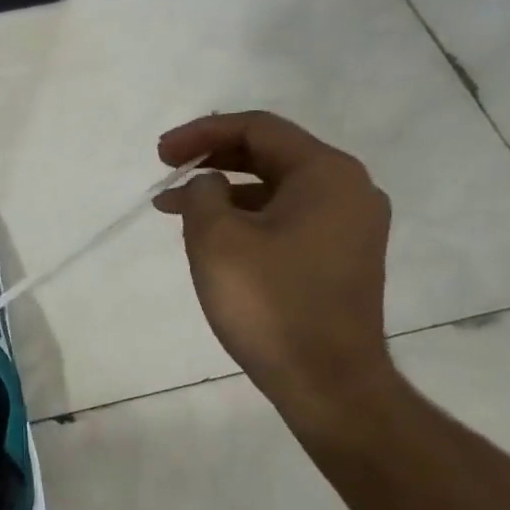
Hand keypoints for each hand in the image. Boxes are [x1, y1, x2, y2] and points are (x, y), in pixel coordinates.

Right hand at [156, 111, 395, 426]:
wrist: (327, 381)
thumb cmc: (269, 302)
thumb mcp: (217, 238)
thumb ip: (202, 193)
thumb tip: (208, 183)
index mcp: (326, 174)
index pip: (258, 128)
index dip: (202, 133)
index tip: (160, 154)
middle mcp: (348, 190)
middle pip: (271, 154)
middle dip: (213, 157)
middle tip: (166, 169)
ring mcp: (349, 226)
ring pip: (276, 188)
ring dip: (224, 189)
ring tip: (174, 206)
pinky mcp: (340, 257)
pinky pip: (287, 217)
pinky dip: (246, 216)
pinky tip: (212, 234)